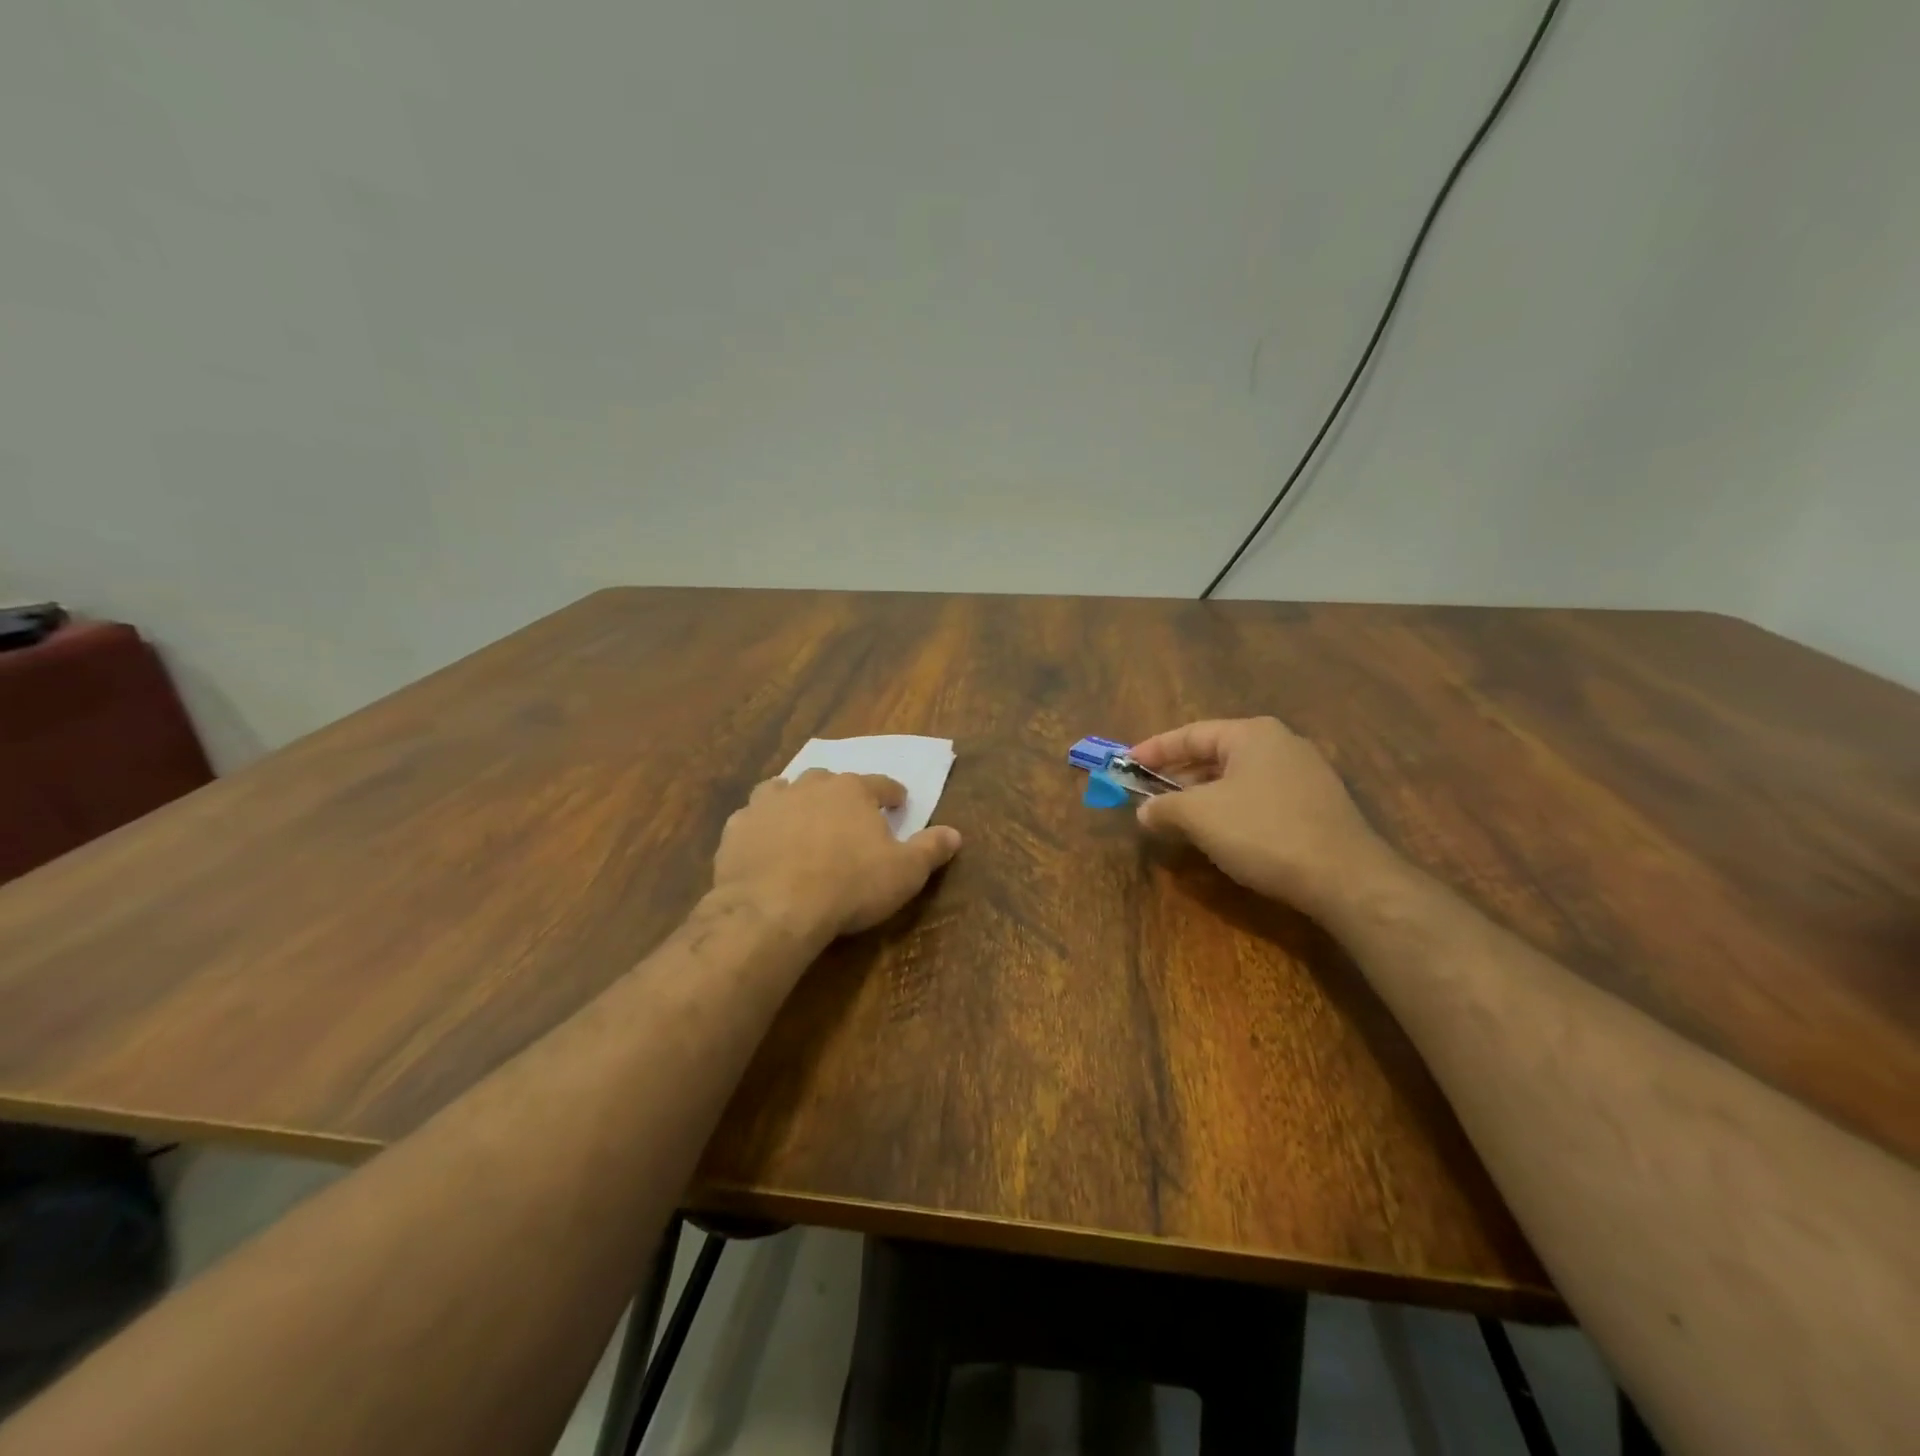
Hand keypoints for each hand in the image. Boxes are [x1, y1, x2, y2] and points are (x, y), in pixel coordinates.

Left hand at [712, 769, 961, 940]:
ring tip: (801, 818)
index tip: (899, 802)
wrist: (774, 907)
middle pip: (829, 780)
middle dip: (840, 793)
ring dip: (795, 800)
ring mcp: (769, 803)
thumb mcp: (904, 873)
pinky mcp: (737, 827)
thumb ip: (930, 849)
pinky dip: (762, 825)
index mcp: (853, 791)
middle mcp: (810, 786)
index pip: (880, 784)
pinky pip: (752, 817)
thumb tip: (955, 833)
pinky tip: (764, 843)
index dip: (892, 793)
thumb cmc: (849, 886)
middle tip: (847, 814)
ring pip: (784, 789)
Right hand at [1129, 717, 1397, 917]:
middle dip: (1177, 776)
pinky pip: (1259, 798)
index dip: (1154, 750)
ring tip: (1177, 818)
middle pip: (1214, 754)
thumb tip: (1144, 812)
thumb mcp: (1200, 817)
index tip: (1125, 765)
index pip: (1190, 733)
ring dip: (1202, 796)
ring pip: (1237, 778)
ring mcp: (1304, 774)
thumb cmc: (1263, 832)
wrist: (1345, 877)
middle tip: (1147, 795)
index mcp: (1252, 733)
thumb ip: (1164, 807)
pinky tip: (1219, 835)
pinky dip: (1230, 809)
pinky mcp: (1317, 805)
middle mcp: (1281, 744)